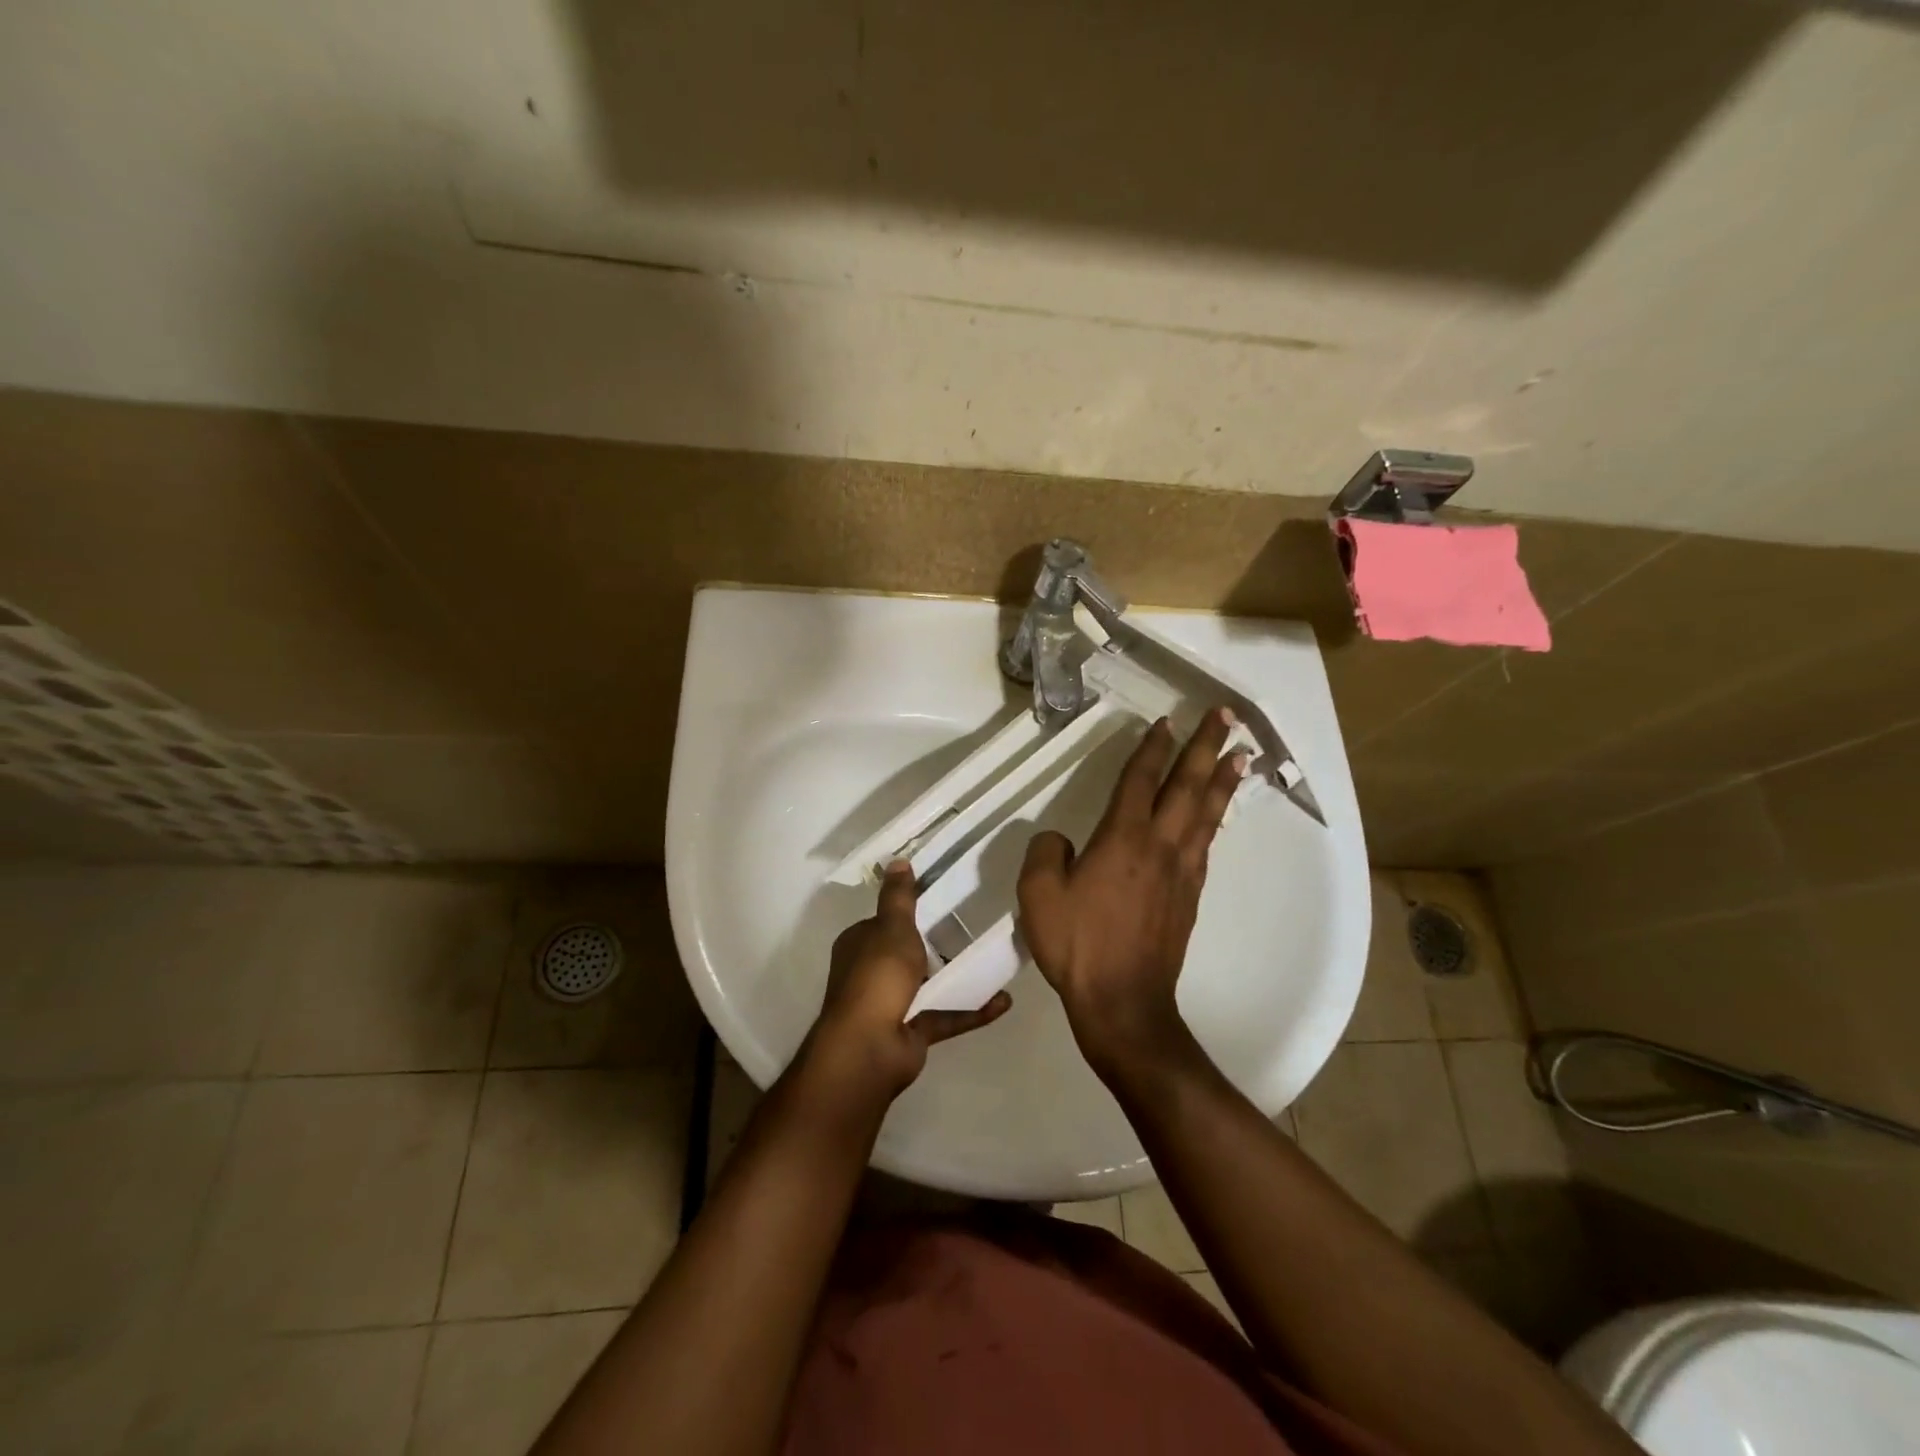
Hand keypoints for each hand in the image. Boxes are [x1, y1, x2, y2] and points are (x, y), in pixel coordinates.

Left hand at [805, 861, 1011, 1103]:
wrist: (870, 1047)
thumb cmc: (878, 976)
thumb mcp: (892, 927)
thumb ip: (899, 897)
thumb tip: (897, 861)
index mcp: (859, 945)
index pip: (883, 923)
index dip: (908, 913)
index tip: (941, 901)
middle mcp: (871, 973)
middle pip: (907, 955)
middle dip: (937, 947)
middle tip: (975, 930)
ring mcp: (891, 1005)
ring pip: (928, 986)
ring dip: (959, 978)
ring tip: (994, 962)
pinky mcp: (912, 1032)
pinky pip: (945, 1016)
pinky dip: (971, 1009)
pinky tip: (1002, 1001)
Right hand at [1017, 709, 1246, 1072]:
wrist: (1123, 1001)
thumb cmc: (1078, 945)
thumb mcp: (1038, 895)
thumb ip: (1046, 854)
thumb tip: (1061, 840)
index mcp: (1122, 839)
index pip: (1140, 780)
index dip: (1153, 748)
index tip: (1166, 722)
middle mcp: (1159, 845)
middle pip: (1188, 786)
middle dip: (1206, 747)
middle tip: (1226, 716)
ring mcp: (1181, 871)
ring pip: (1207, 813)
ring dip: (1223, 780)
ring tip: (1241, 754)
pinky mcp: (1190, 896)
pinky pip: (1206, 844)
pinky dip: (1216, 820)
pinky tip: (1217, 815)